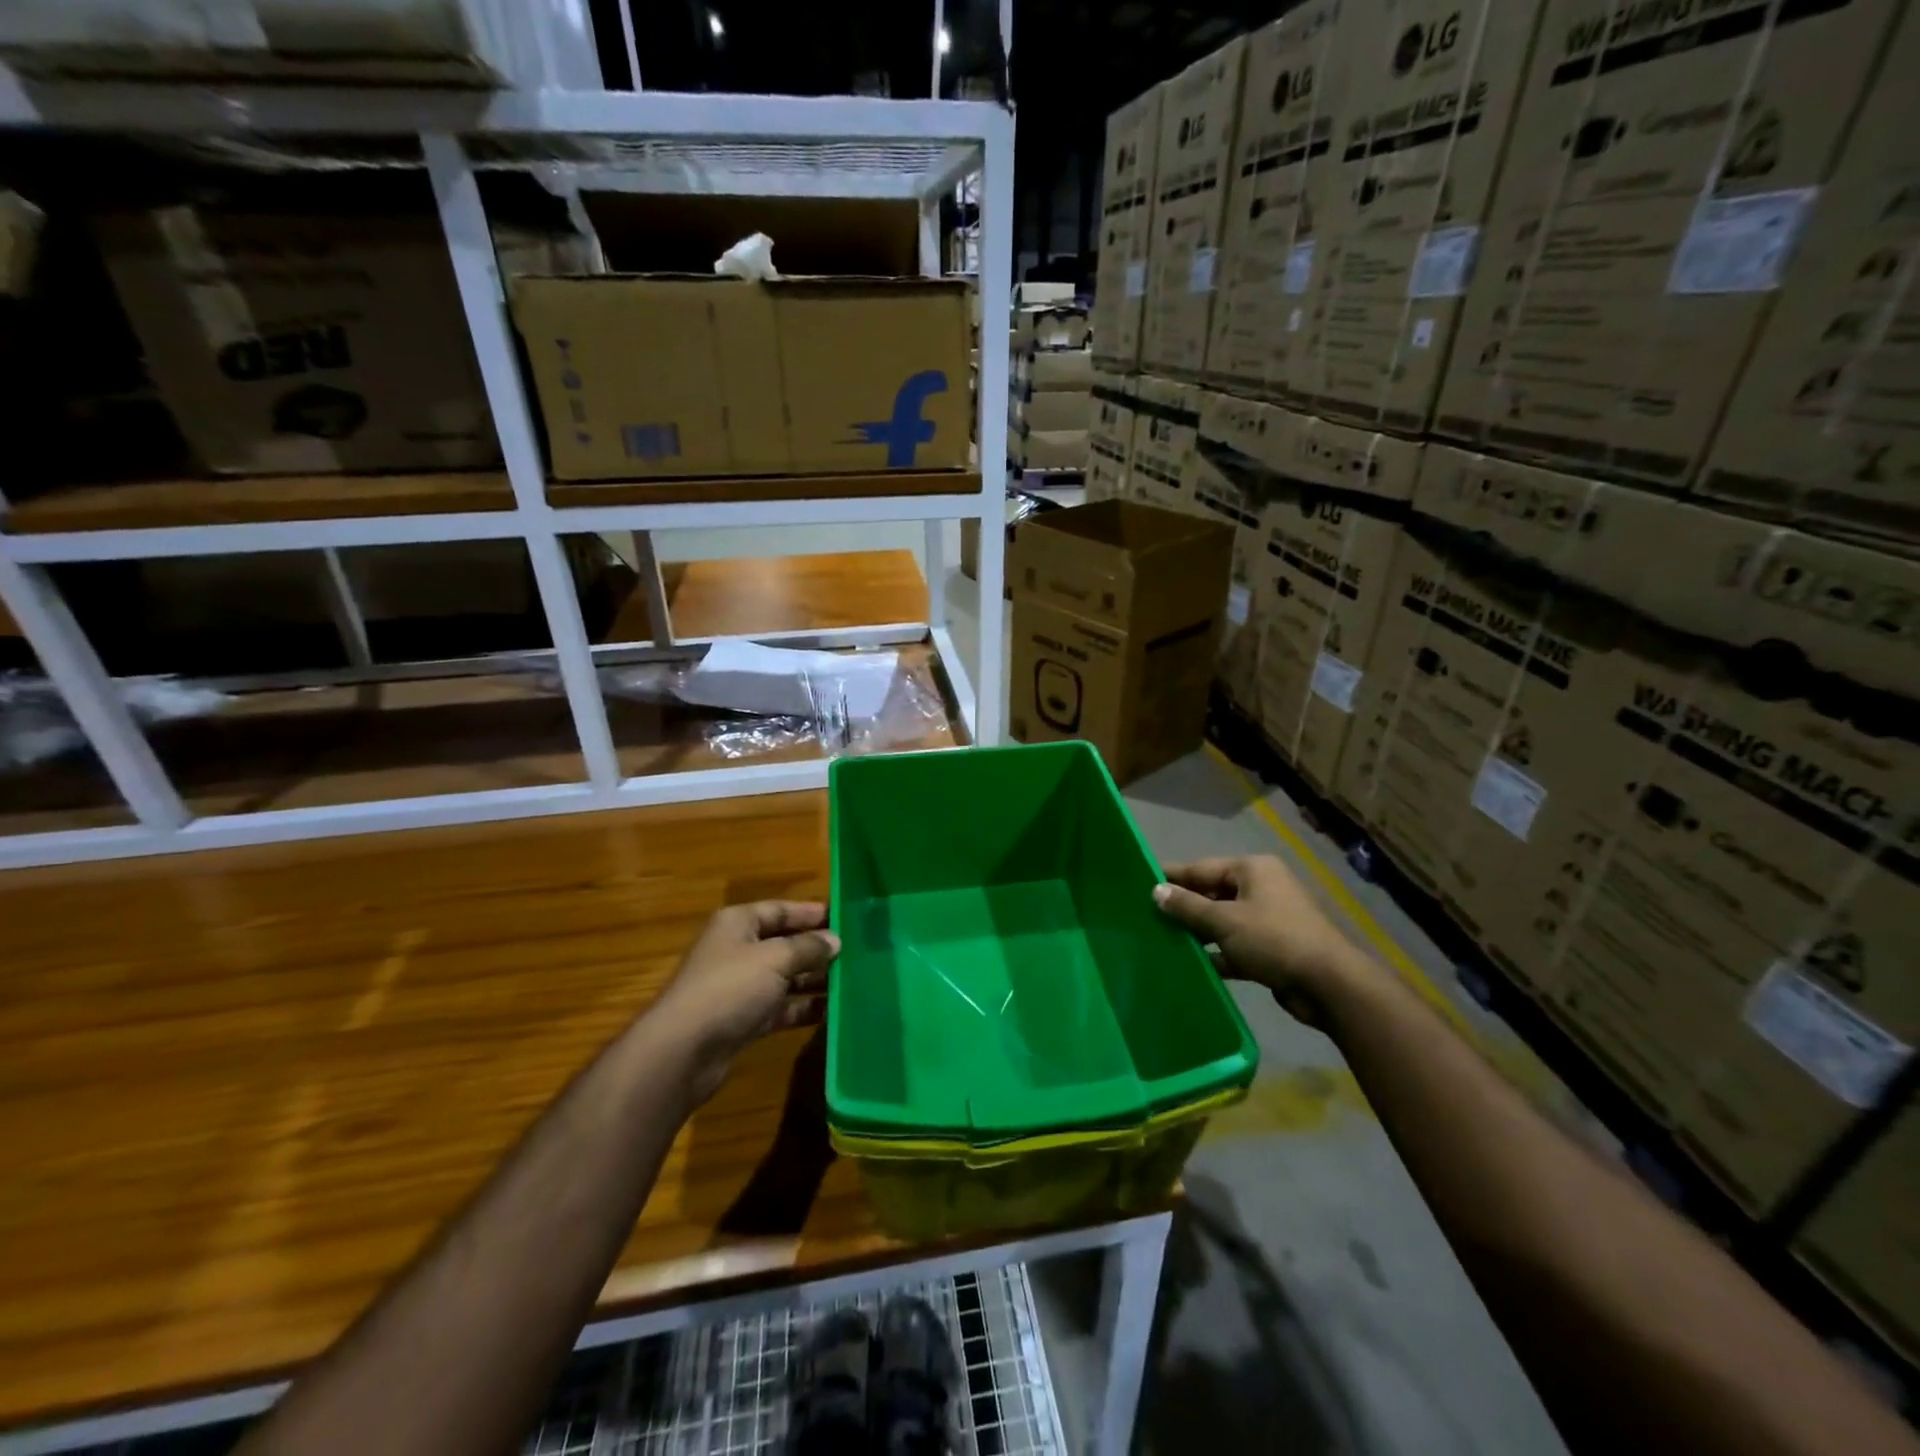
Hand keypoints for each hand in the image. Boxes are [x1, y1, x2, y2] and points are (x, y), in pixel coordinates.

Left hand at [653, 901, 839, 1103]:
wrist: (683, 1052)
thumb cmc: (729, 989)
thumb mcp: (775, 959)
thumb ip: (808, 947)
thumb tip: (835, 940)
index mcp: (738, 924)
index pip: (780, 909)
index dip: (811, 912)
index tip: (845, 917)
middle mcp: (737, 950)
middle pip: (784, 943)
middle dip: (817, 948)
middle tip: (857, 952)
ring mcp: (739, 987)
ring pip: (785, 977)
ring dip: (814, 980)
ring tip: (852, 981)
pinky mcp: (743, 1020)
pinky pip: (780, 1008)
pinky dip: (803, 1008)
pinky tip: (832, 1012)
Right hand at [1153, 856, 1362, 1017]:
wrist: (1329, 985)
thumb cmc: (1273, 939)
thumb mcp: (1224, 921)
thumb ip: (1187, 906)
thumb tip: (1156, 891)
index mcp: (1253, 870)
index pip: (1202, 868)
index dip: (1173, 877)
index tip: (1143, 883)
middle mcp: (1262, 889)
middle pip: (1213, 894)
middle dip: (1184, 907)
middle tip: (1148, 916)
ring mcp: (1270, 920)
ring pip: (1223, 922)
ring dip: (1199, 933)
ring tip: (1163, 940)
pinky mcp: (1273, 949)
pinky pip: (1236, 946)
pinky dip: (1217, 954)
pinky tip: (1193, 965)